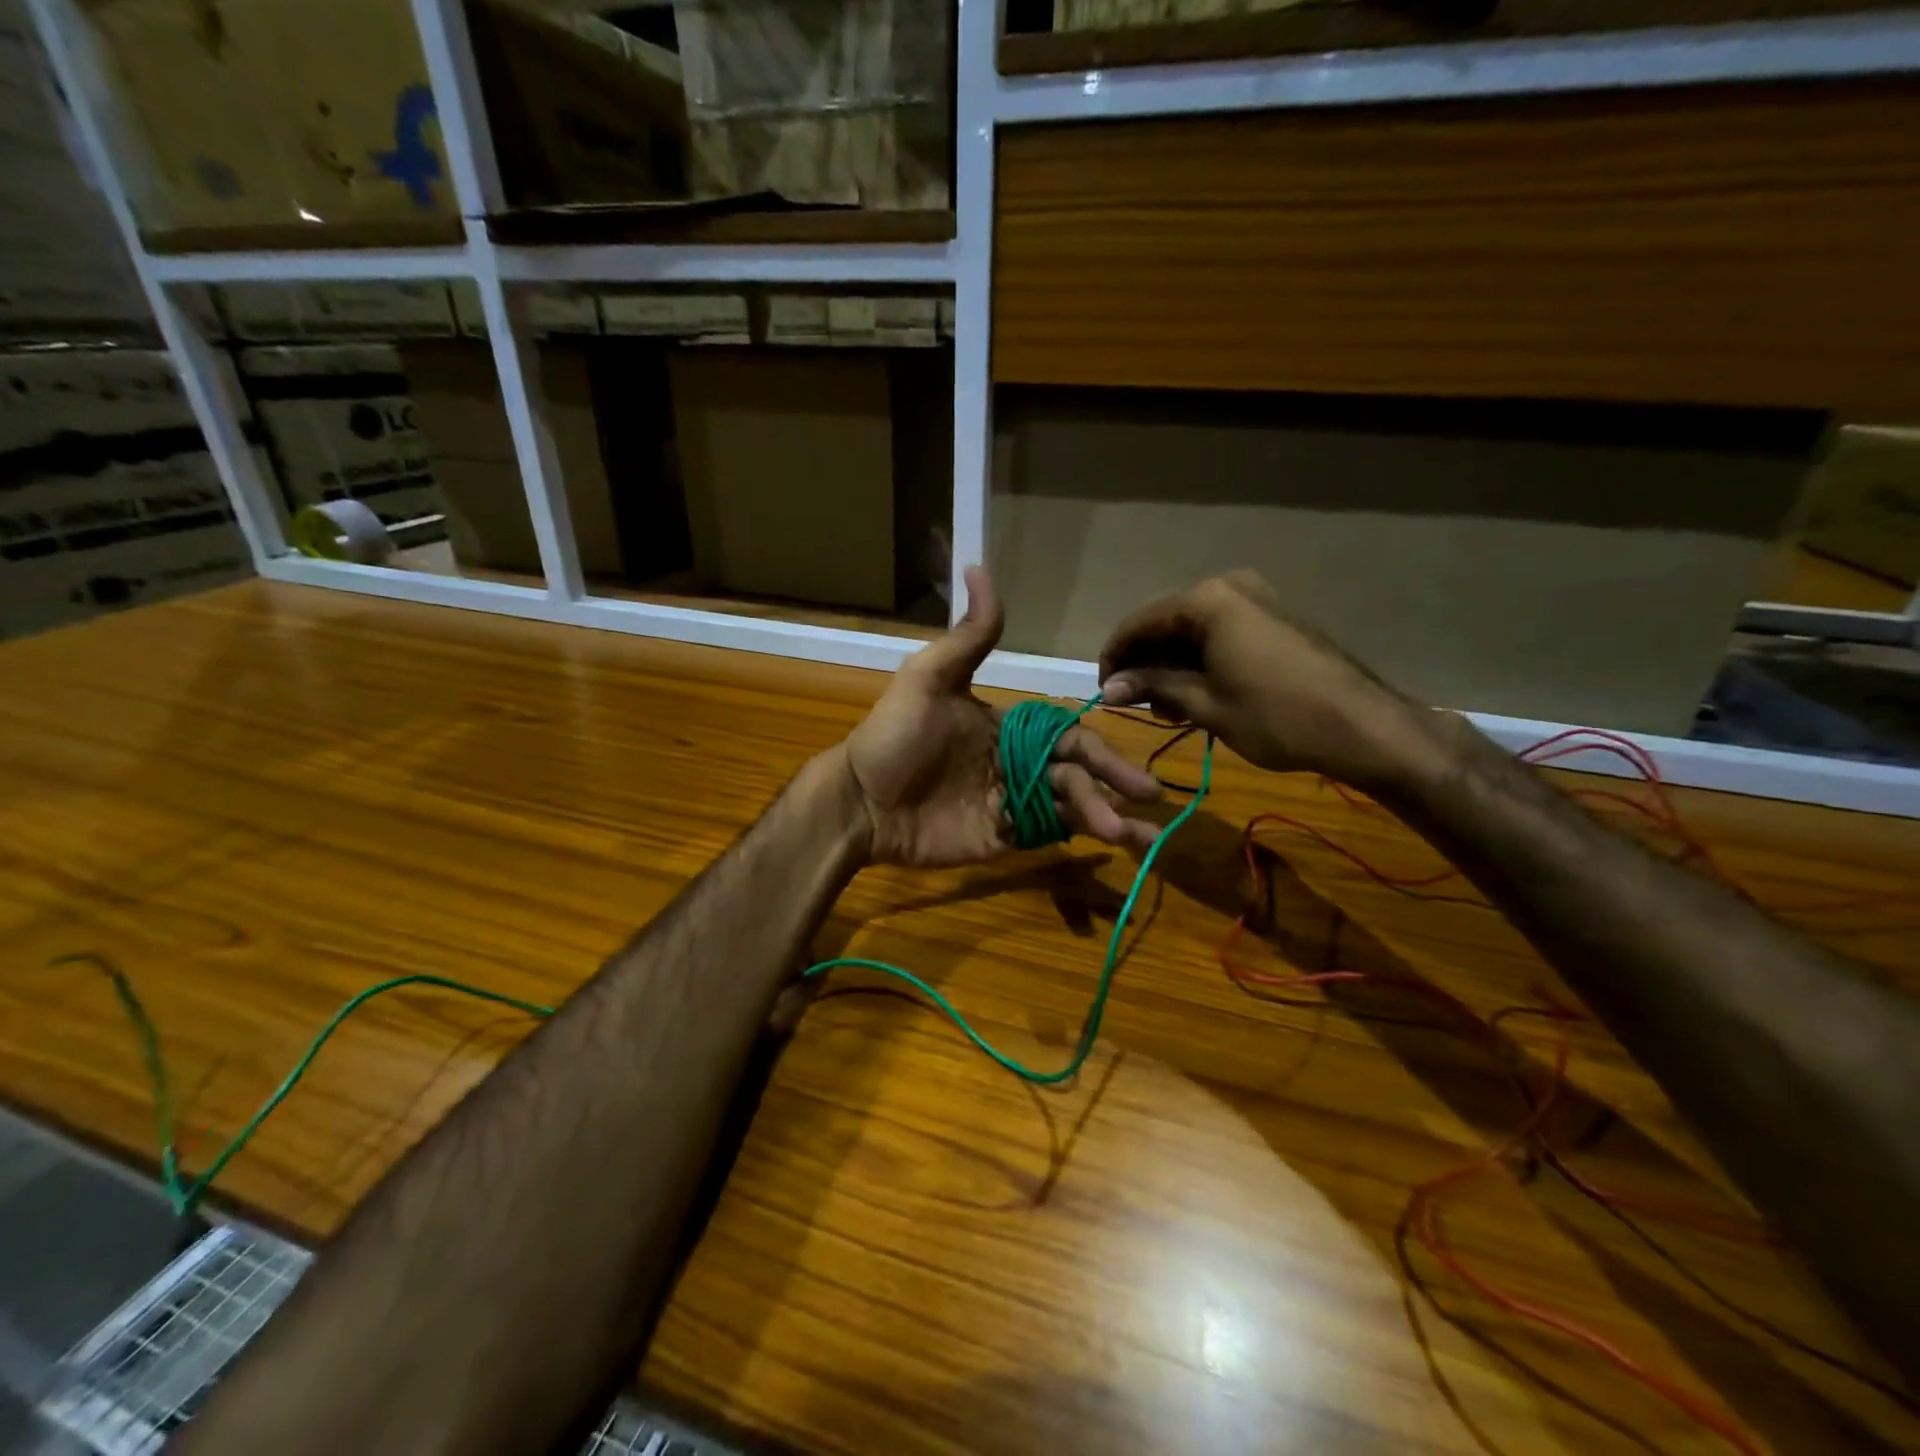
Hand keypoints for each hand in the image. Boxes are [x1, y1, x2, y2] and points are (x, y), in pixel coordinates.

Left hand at [841, 567, 1160, 866]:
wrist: (860, 801)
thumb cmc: (894, 736)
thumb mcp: (930, 678)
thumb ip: (968, 635)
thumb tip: (979, 565)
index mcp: (1009, 726)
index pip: (1066, 736)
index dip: (1099, 751)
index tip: (1130, 769)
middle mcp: (1016, 763)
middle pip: (1075, 773)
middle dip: (1112, 785)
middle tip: (1149, 798)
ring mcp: (1009, 802)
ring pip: (1068, 806)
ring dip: (1104, 818)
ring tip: (1136, 837)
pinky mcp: (999, 837)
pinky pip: (1045, 835)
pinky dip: (1077, 840)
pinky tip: (1109, 849)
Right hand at [1098, 571, 1438, 789]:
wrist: (1362, 726)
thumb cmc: (1275, 716)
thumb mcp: (1206, 704)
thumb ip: (1153, 687)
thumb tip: (1109, 688)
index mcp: (1207, 601)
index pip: (1140, 622)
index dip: (1115, 657)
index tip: (1105, 691)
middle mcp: (1229, 587)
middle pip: (1167, 622)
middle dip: (1146, 662)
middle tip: (1138, 704)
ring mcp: (1257, 599)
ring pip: (1194, 629)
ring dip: (1173, 664)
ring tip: (1169, 707)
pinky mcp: (1275, 618)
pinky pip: (1222, 632)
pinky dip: (1202, 660)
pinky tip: (1198, 693)